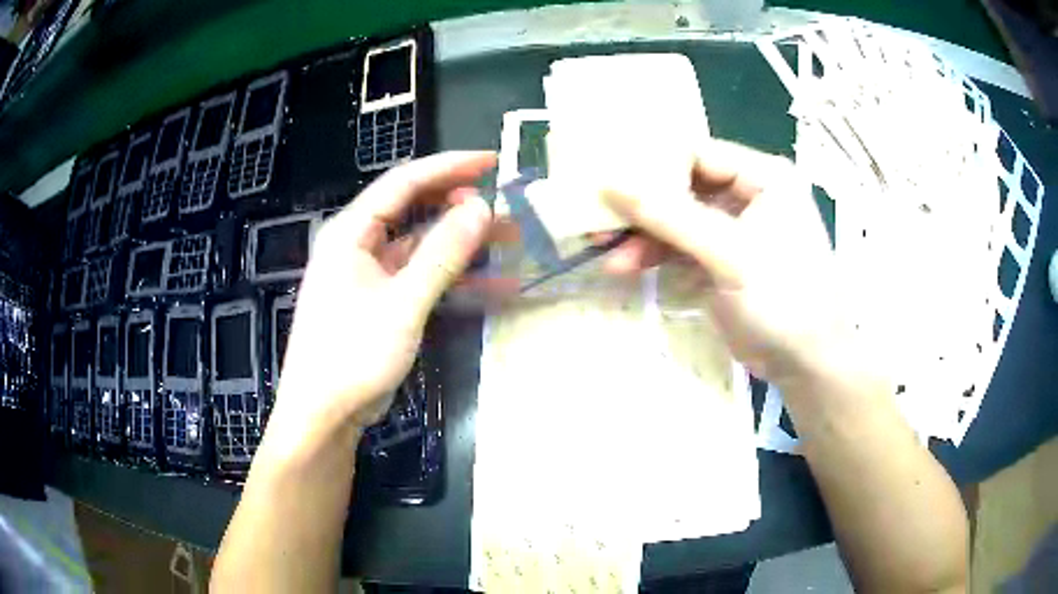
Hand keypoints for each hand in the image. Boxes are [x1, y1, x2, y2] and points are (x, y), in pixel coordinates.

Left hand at [274, 152, 495, 437]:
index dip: (449, 167)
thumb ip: (443, 254)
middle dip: (460, 205)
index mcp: (352, 232)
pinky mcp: (382, 301)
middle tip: (505, 205)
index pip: (404, 182)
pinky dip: (454, 279)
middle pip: (414, 209)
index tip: (492, 162)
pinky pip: (422, 278)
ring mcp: (371, 275)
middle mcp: (359, 245)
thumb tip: (482, 206)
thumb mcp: (403, 302)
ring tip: (510, 240)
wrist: (324, 413)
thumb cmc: (353, 354)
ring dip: (464, 244)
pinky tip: (494, 285)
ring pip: (423, 245)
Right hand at [601, 140, 847, 384]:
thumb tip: (610, 183)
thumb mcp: (730, 254)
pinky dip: (656, 256)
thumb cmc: (783, 300)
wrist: (806, 365)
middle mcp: (750, 194)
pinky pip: (682, 246)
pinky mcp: (723, 259)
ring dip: (645, 237)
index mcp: (765, 177)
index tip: (610, 183)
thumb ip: (671, 216)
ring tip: (609, 257)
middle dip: (644, 208)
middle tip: (602, 222)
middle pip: (685, 186)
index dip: (653, 166)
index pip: (698, 154)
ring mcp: (735, 229)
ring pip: (679, 219)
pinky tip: (627, 268)